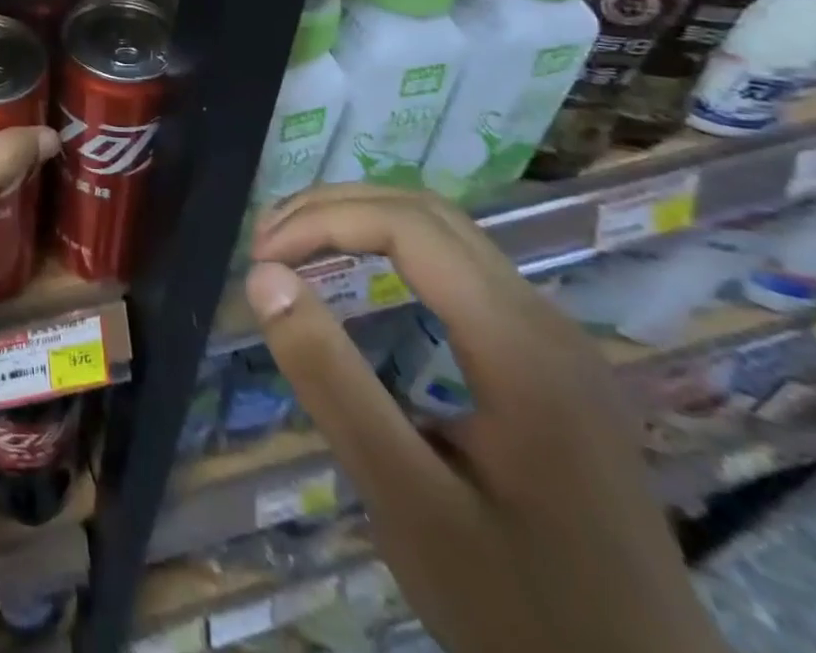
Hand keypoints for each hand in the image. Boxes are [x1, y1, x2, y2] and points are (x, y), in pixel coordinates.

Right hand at [243, 187, 728, 652]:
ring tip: (296, 244)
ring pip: (448, 233)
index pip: (408, 226)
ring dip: (363, 221)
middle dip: (335, 207)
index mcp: (521, 346)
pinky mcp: (552, 363)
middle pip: (428, 212)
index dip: (321, 221)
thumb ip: (332, 381)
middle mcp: (546, 321)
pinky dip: (393, 249)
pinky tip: (360, 276)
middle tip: (266, 237)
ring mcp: (556, 340)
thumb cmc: (520, 607)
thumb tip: (262, 276)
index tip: (258, 257)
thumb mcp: (407, 502)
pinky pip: (463, 268)